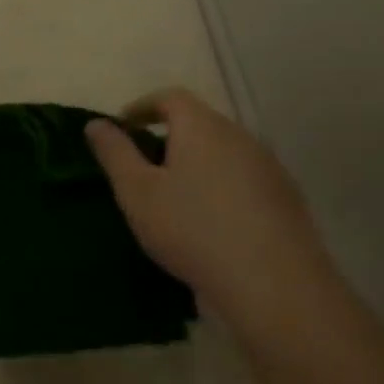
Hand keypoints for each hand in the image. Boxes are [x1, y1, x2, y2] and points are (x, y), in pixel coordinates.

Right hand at [86, 90, 335, 324]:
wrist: (274, 286)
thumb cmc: (192, 229)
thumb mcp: (137, 192)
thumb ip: (114, 153)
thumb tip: (96, 123)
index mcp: (203, 127)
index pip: (171, 98)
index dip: (142, 107)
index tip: (121, 128)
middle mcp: (241, 138)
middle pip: (200, 123)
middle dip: (170, 137)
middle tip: (143, 166)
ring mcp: (270, 169)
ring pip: (224, 153)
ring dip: (197, 164)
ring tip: (174, 197)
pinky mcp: (287, 201)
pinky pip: (244, 180)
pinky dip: (221, 188)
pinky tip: (210, 222)